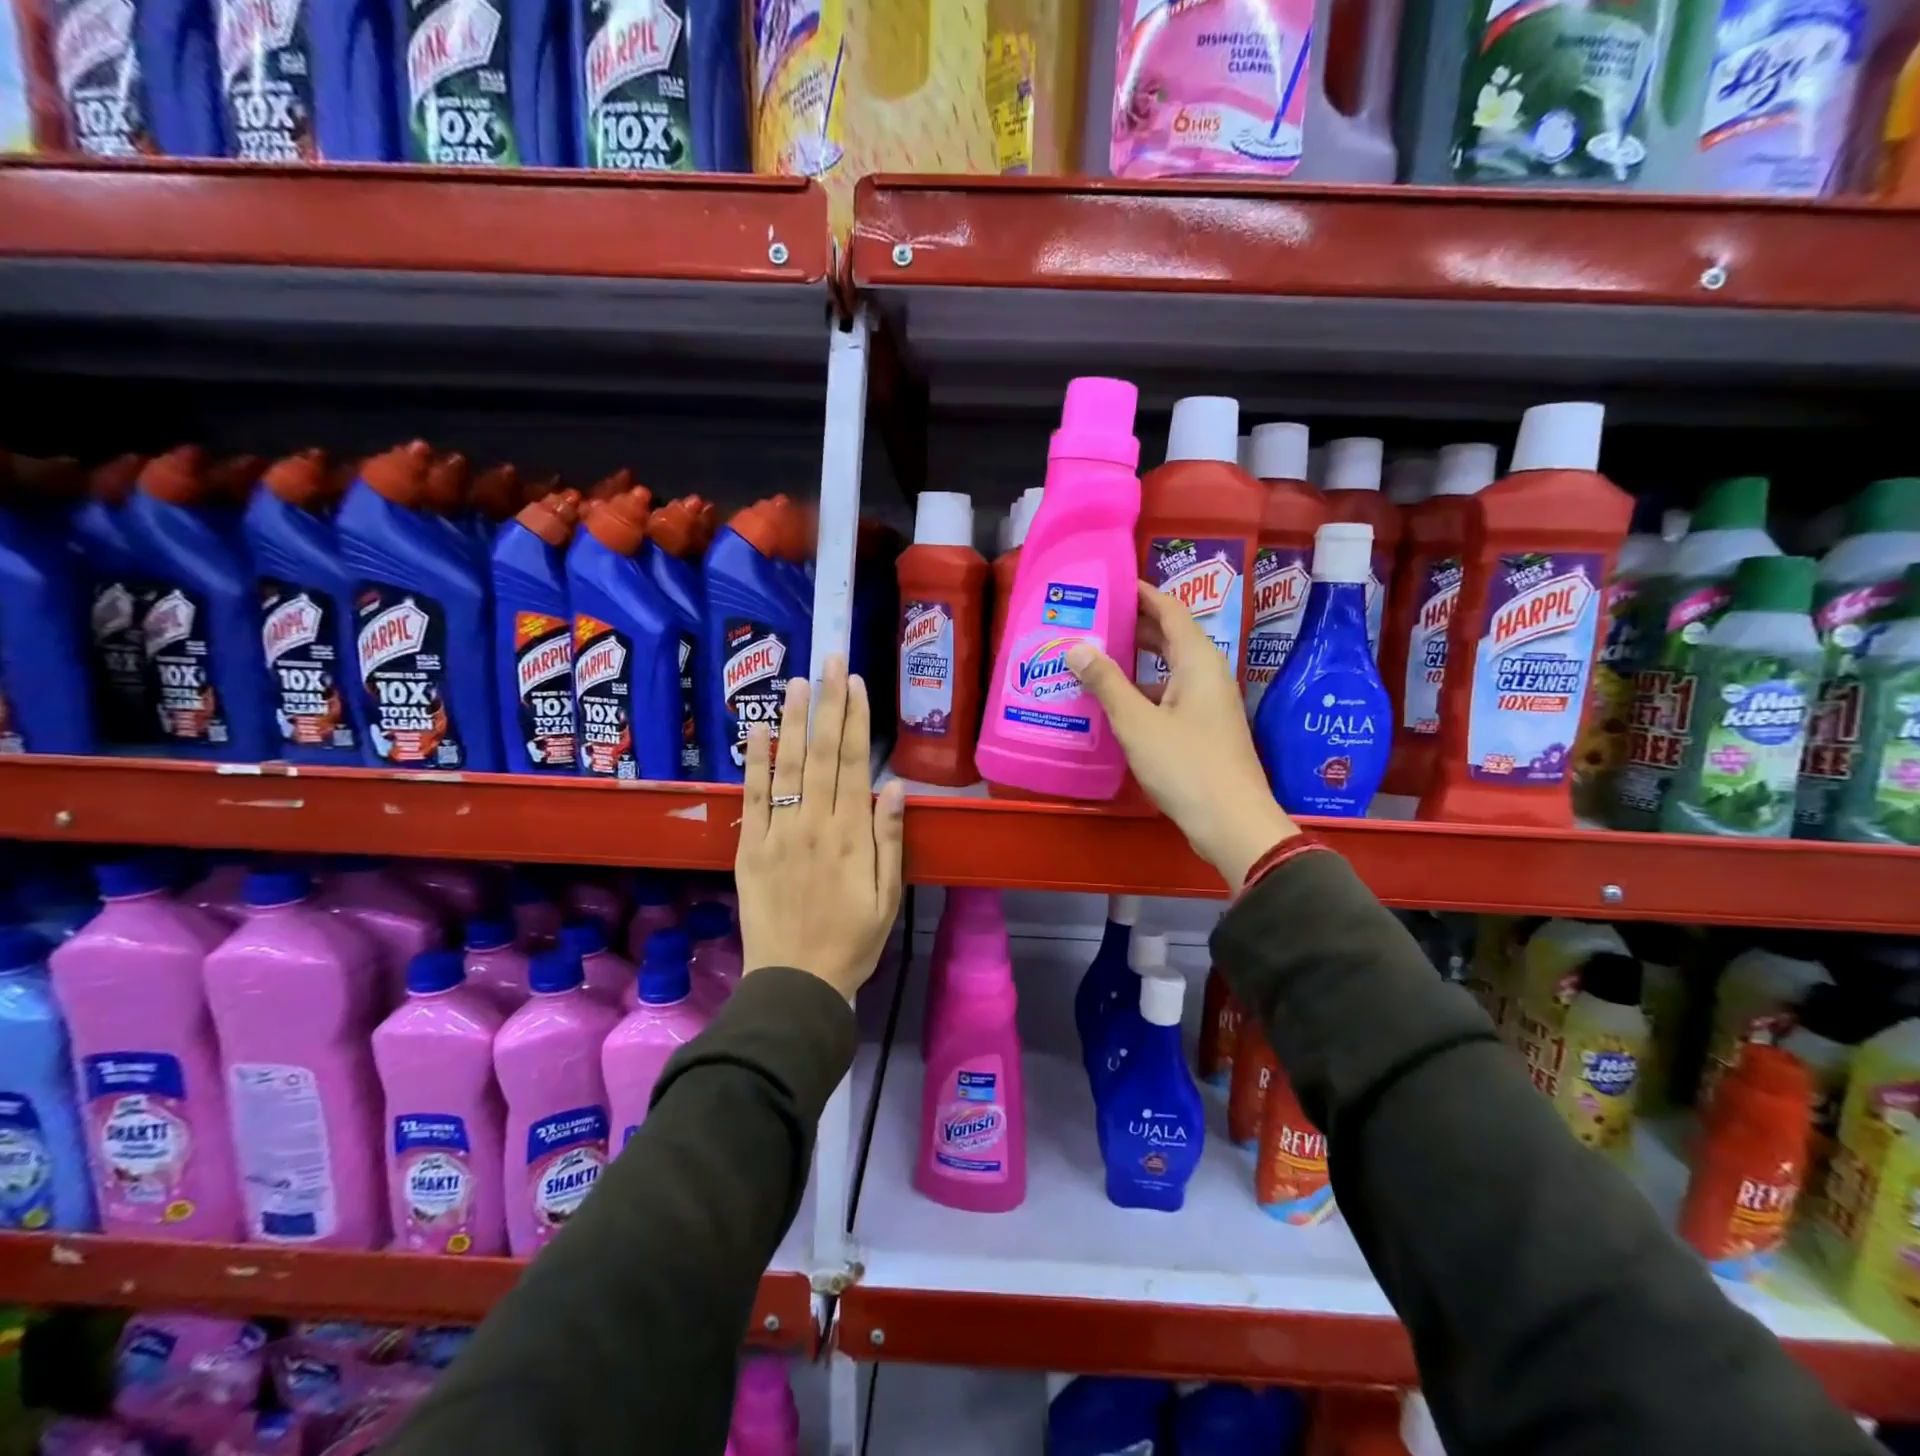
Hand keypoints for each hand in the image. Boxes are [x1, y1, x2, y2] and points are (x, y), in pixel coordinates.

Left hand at [737, 656, 906, 997]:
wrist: (796, 983)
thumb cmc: (852, 941)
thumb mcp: (888, 897)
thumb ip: (890, 840)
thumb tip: (896, 786)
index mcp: (852, 836)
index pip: (853, 765)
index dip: (855, 721)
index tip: (856, 684)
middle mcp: (815, 825)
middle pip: (822, 755)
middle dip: (828, 704)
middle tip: (829, 661)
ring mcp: (779, 834)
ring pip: (787, 767)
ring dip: (792, 721)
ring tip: (797, 682)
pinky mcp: (750, 849)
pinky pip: (753, 799)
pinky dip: (754, 763)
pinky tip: (755, 731)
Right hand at [1066, 582, 1297, 887]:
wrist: (1231, 822)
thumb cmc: (1186, 765)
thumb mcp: (1137, 723)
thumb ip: (1107, 683)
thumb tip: (1077, 647)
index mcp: (1198, 661)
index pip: (1170, 610)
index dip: (1142, 593)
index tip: (1110, 584)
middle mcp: (1207, 674)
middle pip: (1171, 636)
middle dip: (1134, 624)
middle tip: (1092, 619)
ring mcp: (1208, 703)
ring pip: (1169, 668)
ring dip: (1136, 659)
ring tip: (1095, 655)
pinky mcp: (1203, 728)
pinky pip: (1170, 694)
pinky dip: (1143, 689)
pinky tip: (1115, 700)